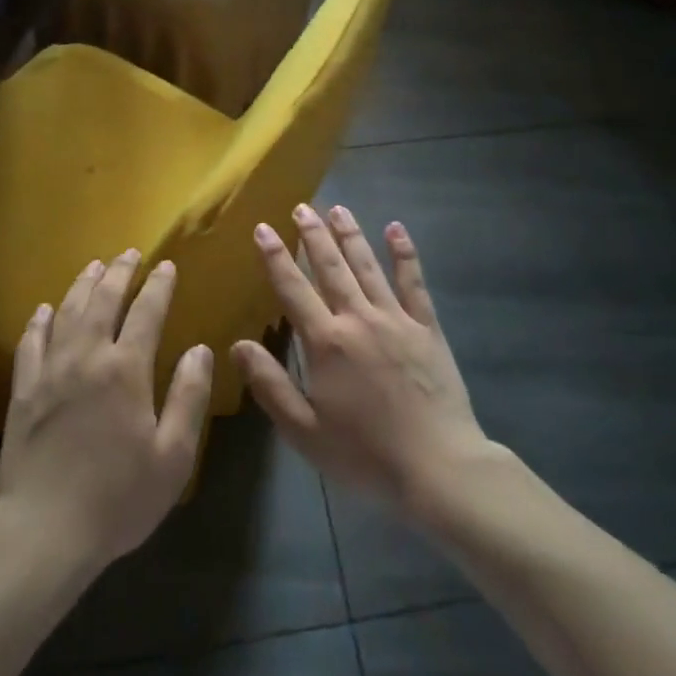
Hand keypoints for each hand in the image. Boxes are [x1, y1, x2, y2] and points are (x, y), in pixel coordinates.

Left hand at [0, 250, 213, 574]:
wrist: (44, 532)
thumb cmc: (118, 498)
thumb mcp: (172, 455)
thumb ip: (188, 397)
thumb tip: (201, 350)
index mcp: (126, 370)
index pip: (146, 312)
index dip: (159, 286)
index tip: (167, 266)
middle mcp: (86, 358)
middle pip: (103, 300)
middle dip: (119, 273)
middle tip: (129, 253)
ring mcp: (49, 372)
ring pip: (66, 313)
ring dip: (82, 286)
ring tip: (94, 267)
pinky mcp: (22, 391)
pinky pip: (30, 343)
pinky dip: (39, 321)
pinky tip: (44, 310)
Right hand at [231, 205, 490, 518]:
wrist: (438, 468)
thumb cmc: (365, 455)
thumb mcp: (304, 431)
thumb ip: (270, 385)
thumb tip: (237, 345)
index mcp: (327, 343)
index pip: (293, 289)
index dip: (275, 257)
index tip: (262, 228)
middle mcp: (359, 319)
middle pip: (331, 268)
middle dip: (313, 235)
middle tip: (301, 207)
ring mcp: (396, 319)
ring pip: (368, 266)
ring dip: (351, 235)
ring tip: (338, 208)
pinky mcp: (427, 328)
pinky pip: (414, 282)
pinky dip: (404, 254)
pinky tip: (396, 229)